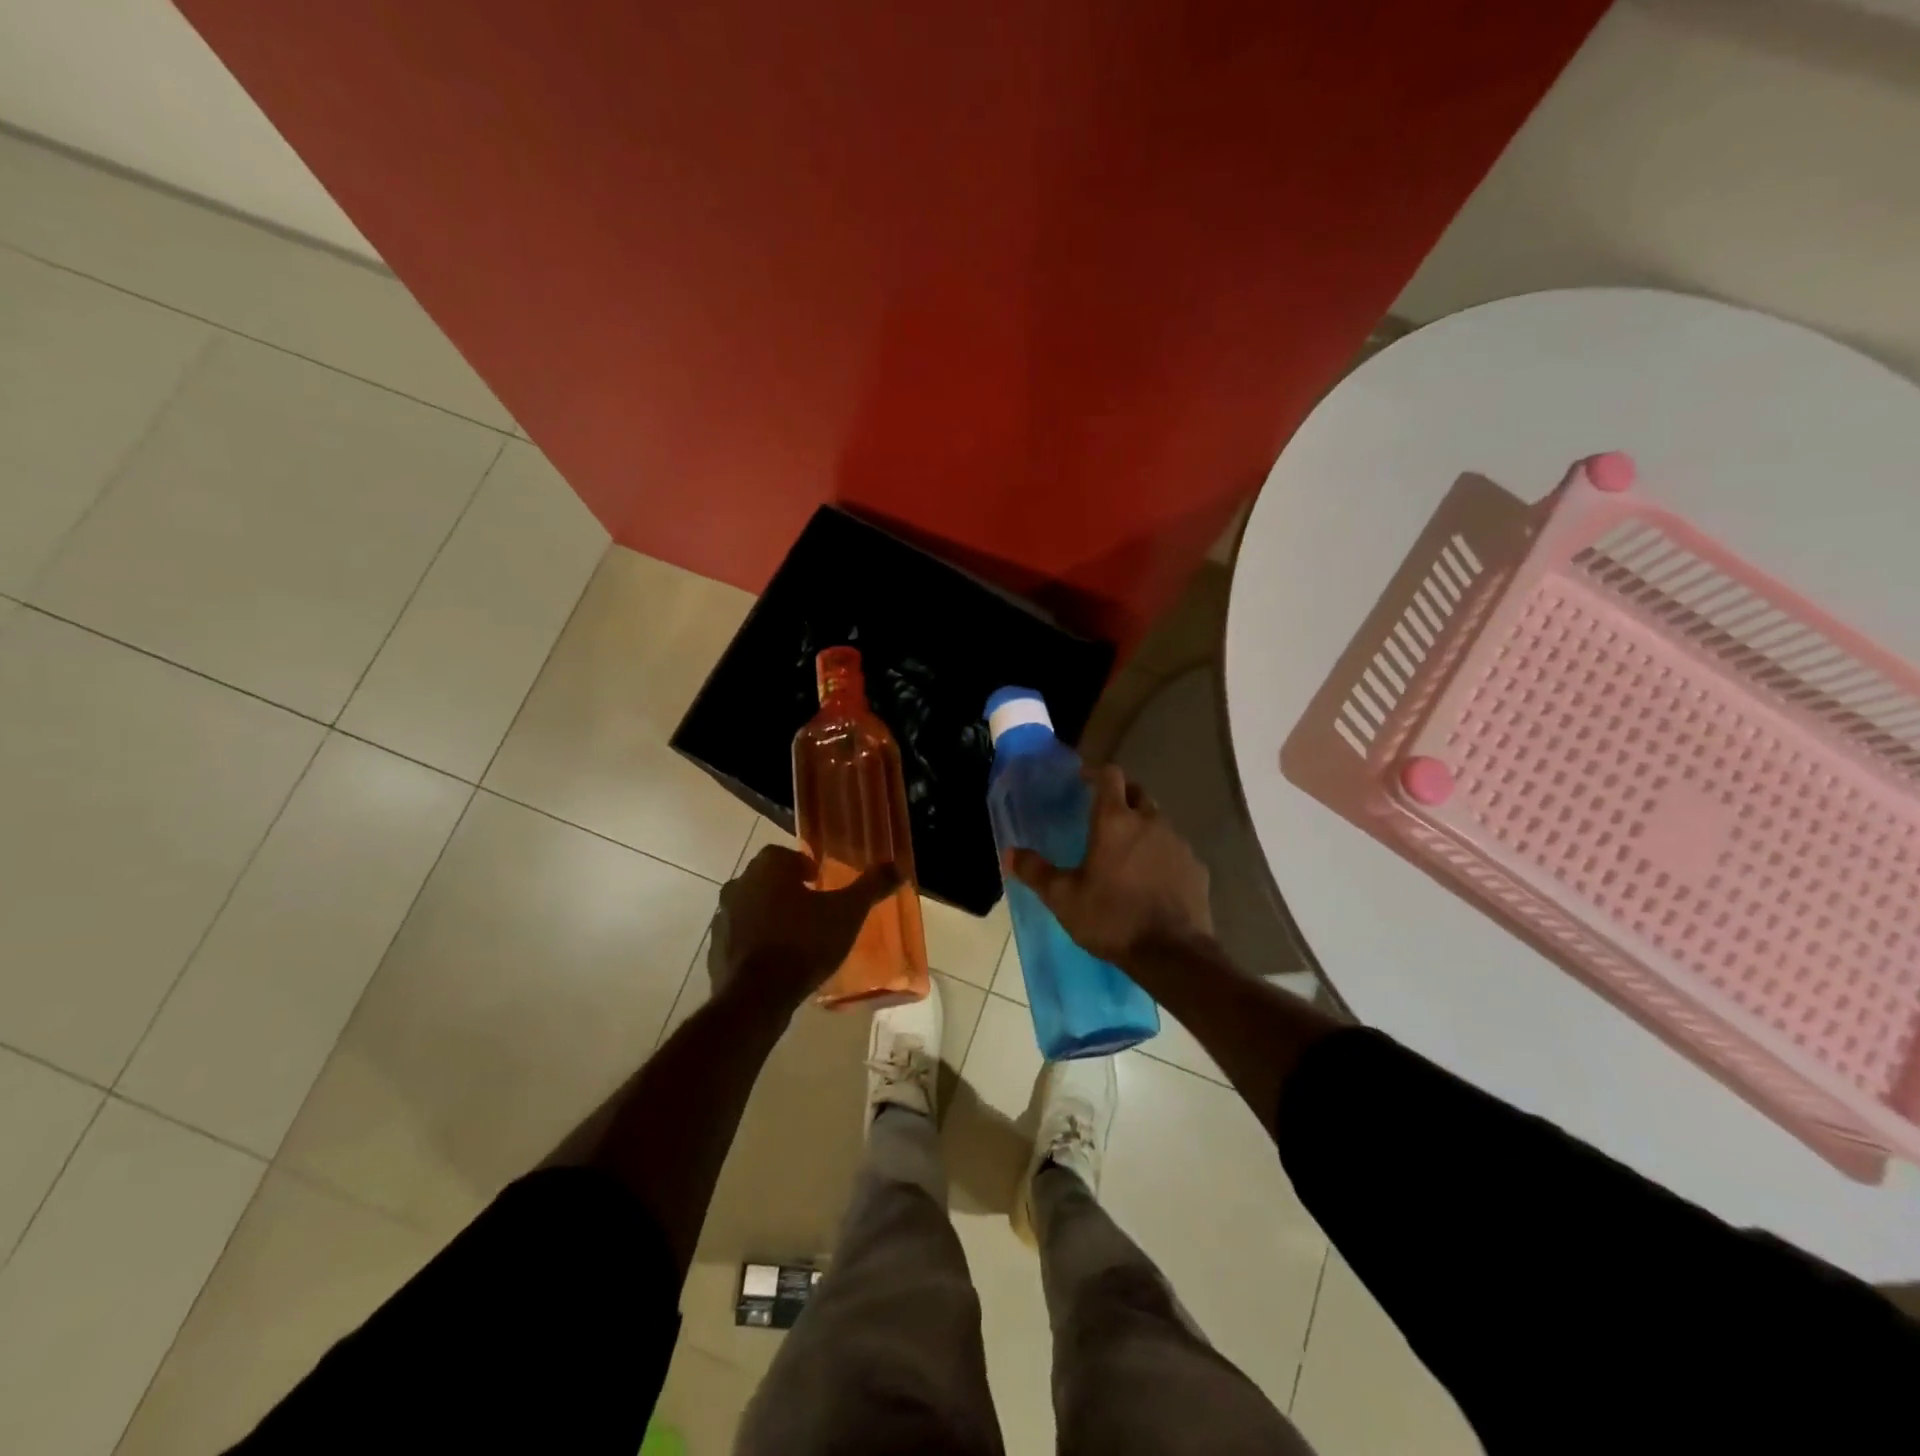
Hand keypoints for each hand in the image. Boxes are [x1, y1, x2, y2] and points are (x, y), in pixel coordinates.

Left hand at [709, 844, 899, 1005]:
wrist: (757, 996)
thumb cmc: (805, 942)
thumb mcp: (847, 913)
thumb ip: (871, 887)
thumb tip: (897, 866)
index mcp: (768, 868)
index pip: (782, 854)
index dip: (802, 866)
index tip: (818, 882)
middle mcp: (739, 885)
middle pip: (764, 879)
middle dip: (785, 889)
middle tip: (811, 908)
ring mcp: (722, 918)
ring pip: (749, 907)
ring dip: (768, 915)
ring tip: (795, 936)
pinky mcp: (715, 949)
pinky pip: (738, 937)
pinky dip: (754, 942)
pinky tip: (775, 961)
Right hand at [1003, 765, 1211, 964]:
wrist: (1172, 954)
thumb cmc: (1111, 918)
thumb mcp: (1063, 898)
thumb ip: (1035, 872)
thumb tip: (1009, 853)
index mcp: (1115, 821)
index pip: (1110, 775)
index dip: (1096, 774)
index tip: (1084, 782)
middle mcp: (1150, 822)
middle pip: (1137, 793)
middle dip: (1121, 796)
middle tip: (1104, 815)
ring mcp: (1178, 843)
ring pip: (1158, 821)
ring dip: (1143, 827)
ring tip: (1127, 852)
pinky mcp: (1197, 867)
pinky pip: (1175, 850)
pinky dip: (1162, 855)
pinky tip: (1153, 879)